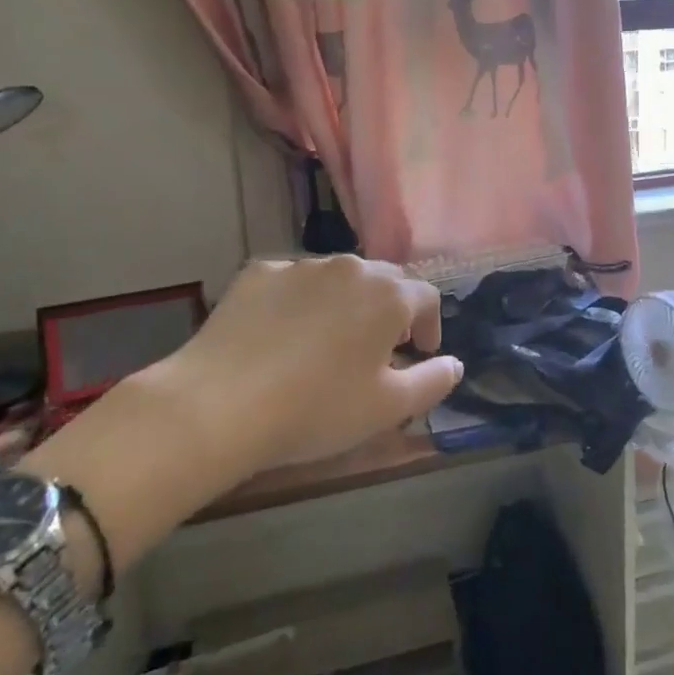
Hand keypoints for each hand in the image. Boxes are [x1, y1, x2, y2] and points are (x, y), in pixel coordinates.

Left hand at [161, 255, 462, 475]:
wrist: (218, 404)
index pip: (427, 296)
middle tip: (377, 348)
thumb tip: (455, 363)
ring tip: (328, 340)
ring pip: (338, 277)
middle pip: (385, 280)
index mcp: (389, 295)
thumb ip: (434, 381)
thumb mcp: (388, 409)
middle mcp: (351, 267)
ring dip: (345, 302)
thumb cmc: (316, 408)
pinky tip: (281, 334)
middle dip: (390, 309)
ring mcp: (301, 265)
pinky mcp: (258, 272)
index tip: (419, 353)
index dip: (429, 325)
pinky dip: (298, 301)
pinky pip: (292, 282)